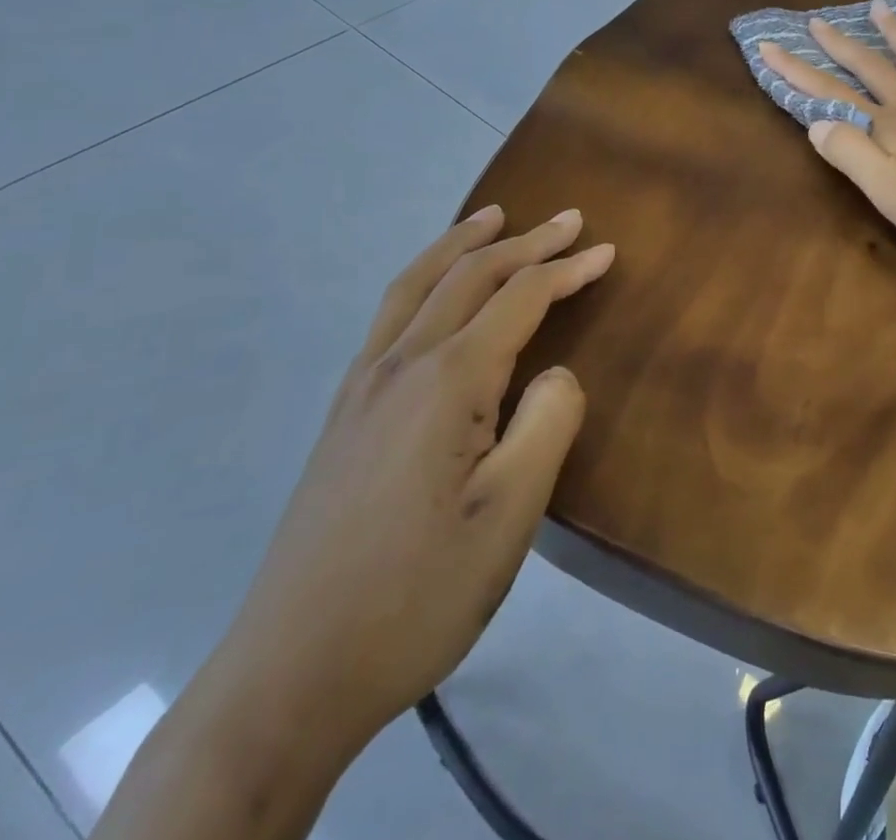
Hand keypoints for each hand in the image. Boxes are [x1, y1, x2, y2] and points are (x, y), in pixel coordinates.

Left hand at [202, 206, 611, 765]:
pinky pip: (391, 317)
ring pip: (417, 286)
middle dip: (525, 241)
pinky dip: (424, 280)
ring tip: (493, 216)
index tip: (608, 251)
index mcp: (447, 382)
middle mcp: (400, 366)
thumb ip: (547, 424)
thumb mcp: (510, 515)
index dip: (568, 269)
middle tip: (569, 219)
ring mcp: (361, 389)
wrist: (287, 678)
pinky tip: (433, 294)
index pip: (520, 299)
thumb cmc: (416, 594)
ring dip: (462, 244)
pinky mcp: (343, 417)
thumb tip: (556, 374)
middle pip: (469, 277)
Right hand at [760, 0, 895, 252]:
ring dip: (893, 34)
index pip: (830, 95)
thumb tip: (816, 124)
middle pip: (870, 68)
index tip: (768, 45)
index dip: (797, 72)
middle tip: (816, 20)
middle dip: (839, 45)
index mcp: (886, 126)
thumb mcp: (888, 189)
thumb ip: (850, 154)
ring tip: (878, 9)